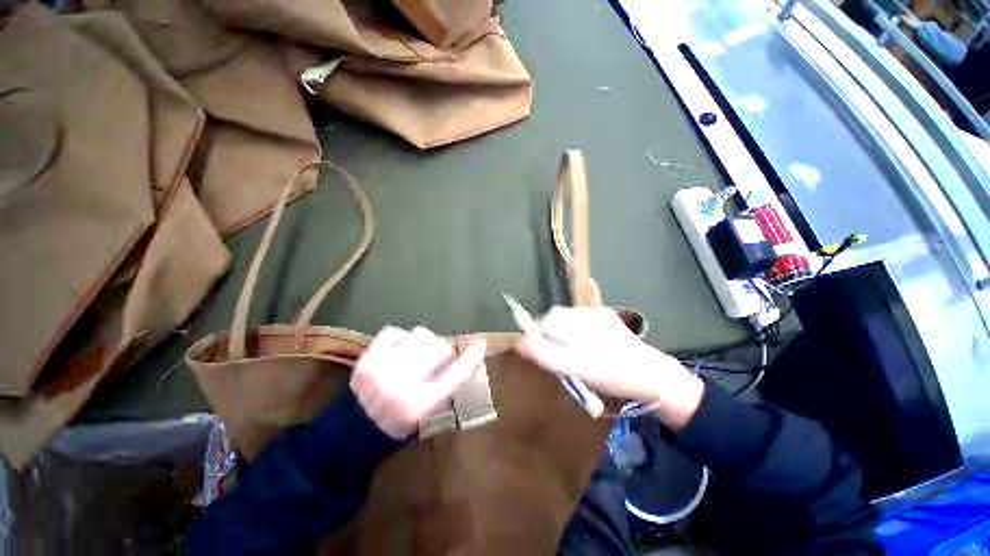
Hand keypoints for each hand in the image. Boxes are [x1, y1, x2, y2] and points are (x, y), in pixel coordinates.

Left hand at [351, 326, 486, 438]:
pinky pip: (393, 332)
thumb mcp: (429, 411)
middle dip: (442, 350)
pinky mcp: (366, 361)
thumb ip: (448, 383)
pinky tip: (398, 349)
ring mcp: (382, 371)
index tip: (480, 344)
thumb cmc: (399, 422)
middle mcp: (403, 385)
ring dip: (421, 342)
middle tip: (437, 356)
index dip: (470, 358)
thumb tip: (466, 355)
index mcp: (421, 404)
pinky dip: (400, 337)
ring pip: (417, 335)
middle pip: (438, 347)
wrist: (355, 429)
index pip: (455, 374)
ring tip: (414, 354)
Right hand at [516, 307, 703, 430]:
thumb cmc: (612, 376)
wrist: (652, 375)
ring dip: (565, 331)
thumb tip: (520, 342)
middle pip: (556, 317)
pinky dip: (577, 328)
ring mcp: (598, 312)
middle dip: (553, 334)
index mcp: (577, 323)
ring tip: (576, 350)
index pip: (546, 322)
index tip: (550, 355)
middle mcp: (586, 312)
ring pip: (568, 317)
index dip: (542, 338)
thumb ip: (545, 354)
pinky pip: (582, 317)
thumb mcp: (575, 369)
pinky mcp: (607, 316)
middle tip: (563, 355)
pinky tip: (588, 344)